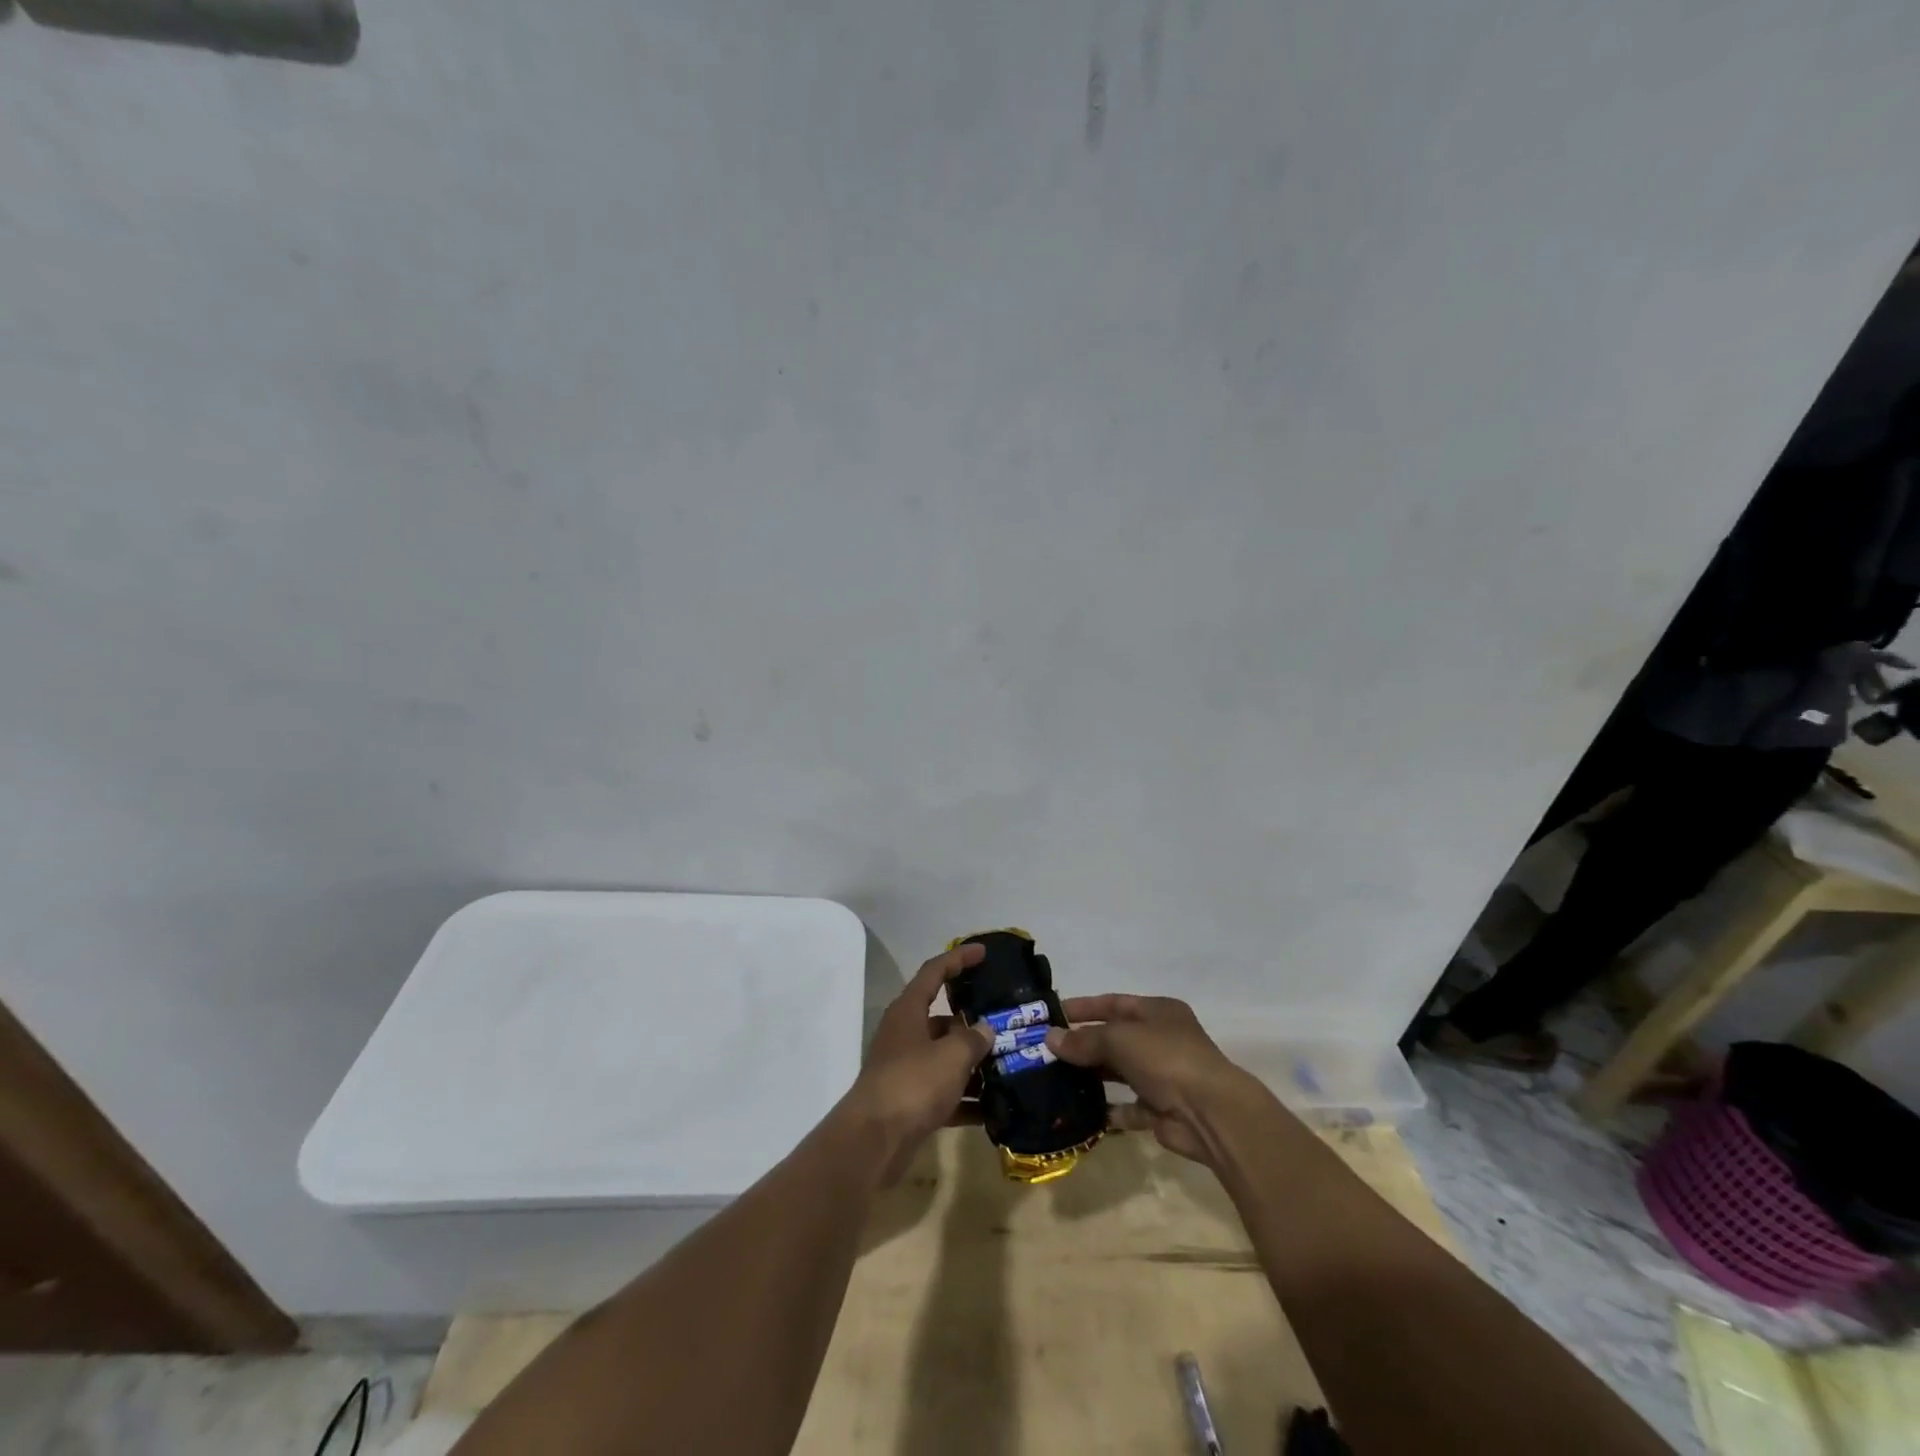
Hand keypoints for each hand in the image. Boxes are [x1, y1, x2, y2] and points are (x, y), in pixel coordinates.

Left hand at [843, 943, 993, 1182]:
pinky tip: (993, 1109)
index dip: (958, 959)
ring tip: (1009, 1066)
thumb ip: (973, 1039)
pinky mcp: (909, 1102)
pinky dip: (965, 1099)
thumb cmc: (913, 1083)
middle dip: (974, 1022)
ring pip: (944, 1057)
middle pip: (942, 1018)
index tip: (983, 953)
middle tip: (1006, 1022)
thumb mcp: (951, 1056)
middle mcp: (904, 1034)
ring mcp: (905, 1069)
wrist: (874, 1141)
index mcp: (908, 1011)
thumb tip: (985, 1030)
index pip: (934, 972)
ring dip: (973, 1063)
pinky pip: (943, 1092)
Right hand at [1045, 994, 1267, 1166]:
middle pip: (1115, 1038)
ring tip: (1057, 1079)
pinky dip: (1109, 1110)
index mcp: (1158, 1011)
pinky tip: (1082, 1111)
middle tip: (1048, 1051)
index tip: (1053, 1014)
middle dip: (1083, 1044)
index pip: (1114, 1003)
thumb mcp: (1119, 1039)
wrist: (1210, 1113)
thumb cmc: (1166, 1059)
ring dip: (1093, 1075)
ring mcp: (1163, 1076)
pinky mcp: (1162, 1109)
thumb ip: (1084, 1040)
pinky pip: (1129, 1107)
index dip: (1084, 1007)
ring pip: (1120, 1072)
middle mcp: (1162, 1040)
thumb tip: (1049, 1038)